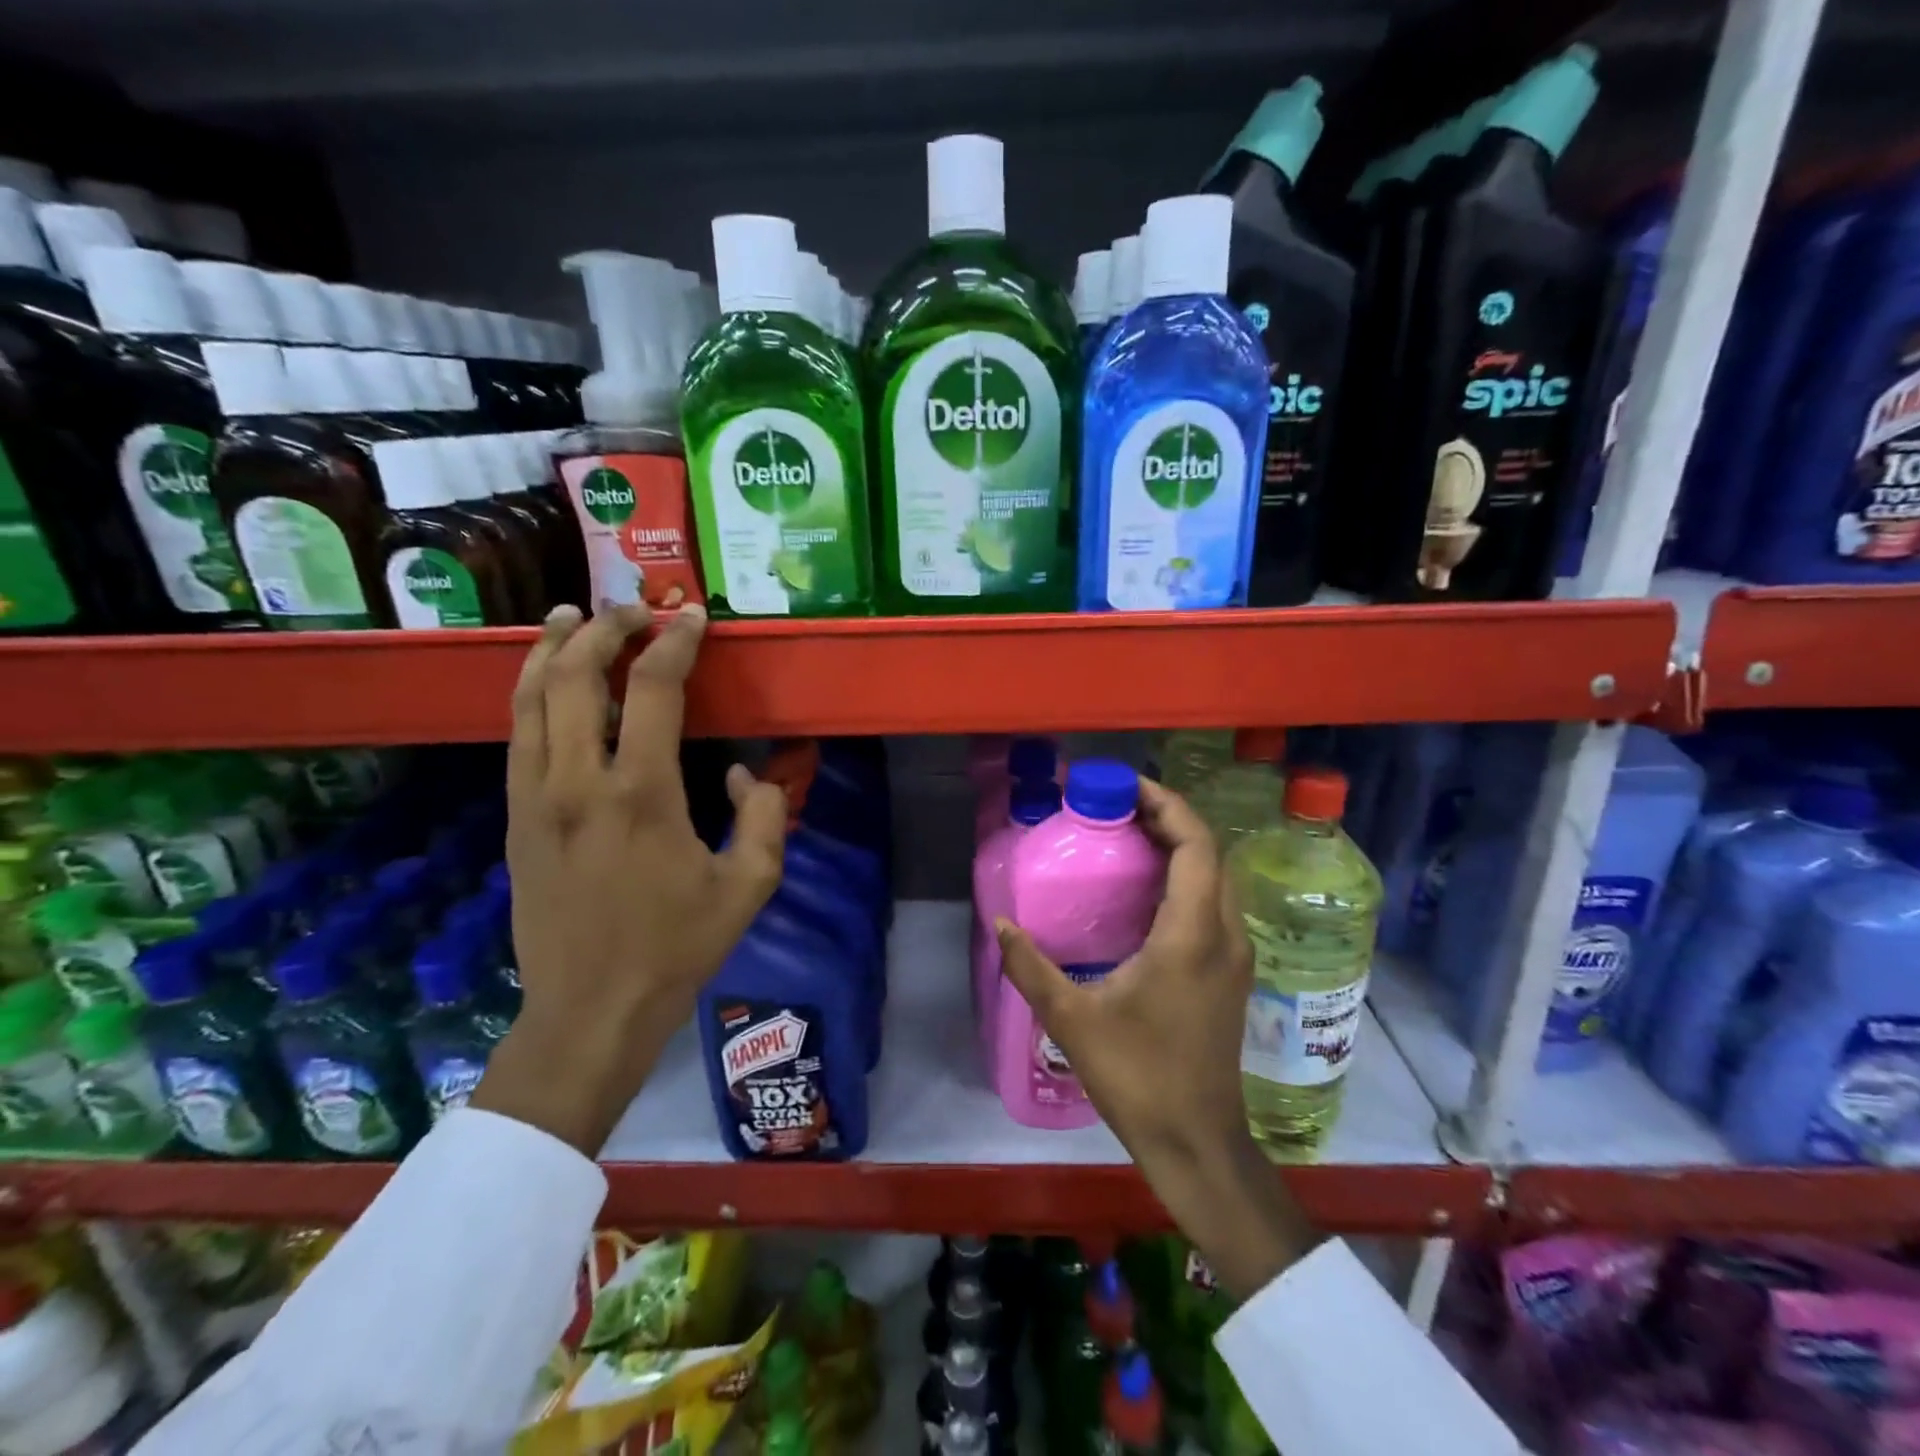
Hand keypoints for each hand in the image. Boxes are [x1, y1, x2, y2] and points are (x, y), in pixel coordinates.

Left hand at [472, 603, 788, 1153]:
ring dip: (551, 648)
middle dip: (604, 628)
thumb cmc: (678, 948)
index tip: (691, 618)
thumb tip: (747, 775)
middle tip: (632, 610)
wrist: (591, 1010)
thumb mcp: (750, 886)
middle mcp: (578, 782)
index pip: (654, 689)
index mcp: (643, 795)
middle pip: (577, 675)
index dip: (675, 643)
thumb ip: (766, 817)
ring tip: (569, 616)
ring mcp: (535, 798)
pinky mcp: (515, 818)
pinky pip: (518, 735)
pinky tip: (545, 680)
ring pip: (531, 698)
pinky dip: (531, 692)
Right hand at [996, 779, 1318, 1300]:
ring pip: (1217, 877)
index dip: (1166, 804)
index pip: (1196, 844)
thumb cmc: (1138, 1077)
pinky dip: (1186, 877)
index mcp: (1192, 934)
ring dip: (1180, 846)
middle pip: (1211, 852)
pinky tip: (1146, 890)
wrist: (1197, 1142)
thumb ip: (1031, 966)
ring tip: (1129, 836)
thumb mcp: (1072, 1019)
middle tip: (1117, 806)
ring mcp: (1234, 955)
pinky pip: (1214, 903)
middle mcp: (1225, 934)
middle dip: (1169, 818)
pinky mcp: (1230, 973)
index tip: (1125, 786)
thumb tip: (1000, 922)